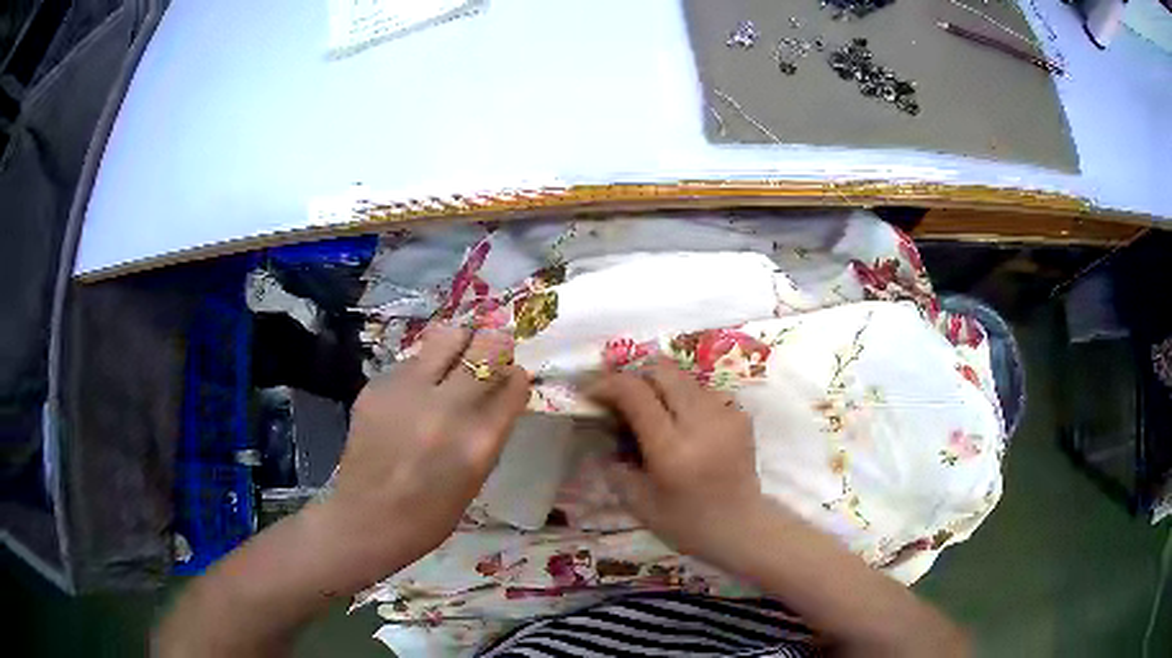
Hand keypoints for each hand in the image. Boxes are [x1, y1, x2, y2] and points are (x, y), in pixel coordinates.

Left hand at [322, 325, 529, 568]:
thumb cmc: (430, 513)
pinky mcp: (377, 385)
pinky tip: (413, 395)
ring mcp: (407, 390)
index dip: (516, 375)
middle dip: (493, 347)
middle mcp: (446, 406)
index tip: (513, 376)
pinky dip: (421, 370)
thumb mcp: (475, 477)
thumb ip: (490, 431)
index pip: (513, 382)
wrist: (367, 518)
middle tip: (487, 356)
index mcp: (478, 438)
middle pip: (485, 345)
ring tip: (449, 367)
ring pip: (445, 339)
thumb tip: (501, 392)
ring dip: (456, 348)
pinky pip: (411, 361)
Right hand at [589, 358, 769, 565]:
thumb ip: (614, 464)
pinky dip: (685, 399)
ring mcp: (726, 415)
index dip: (609, 384)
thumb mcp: (637, 502)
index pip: (636, 394)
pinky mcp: (741, 415)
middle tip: (621, 397)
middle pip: (662, 370)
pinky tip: (681, 423)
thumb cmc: (686, 524)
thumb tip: (602, 430)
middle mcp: (701, 423)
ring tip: (651, 411)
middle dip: (635, 376)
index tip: (592, 393)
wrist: (741, 528)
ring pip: (684, 377)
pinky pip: (704, 391)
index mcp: (672, 450)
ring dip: (660, 386)